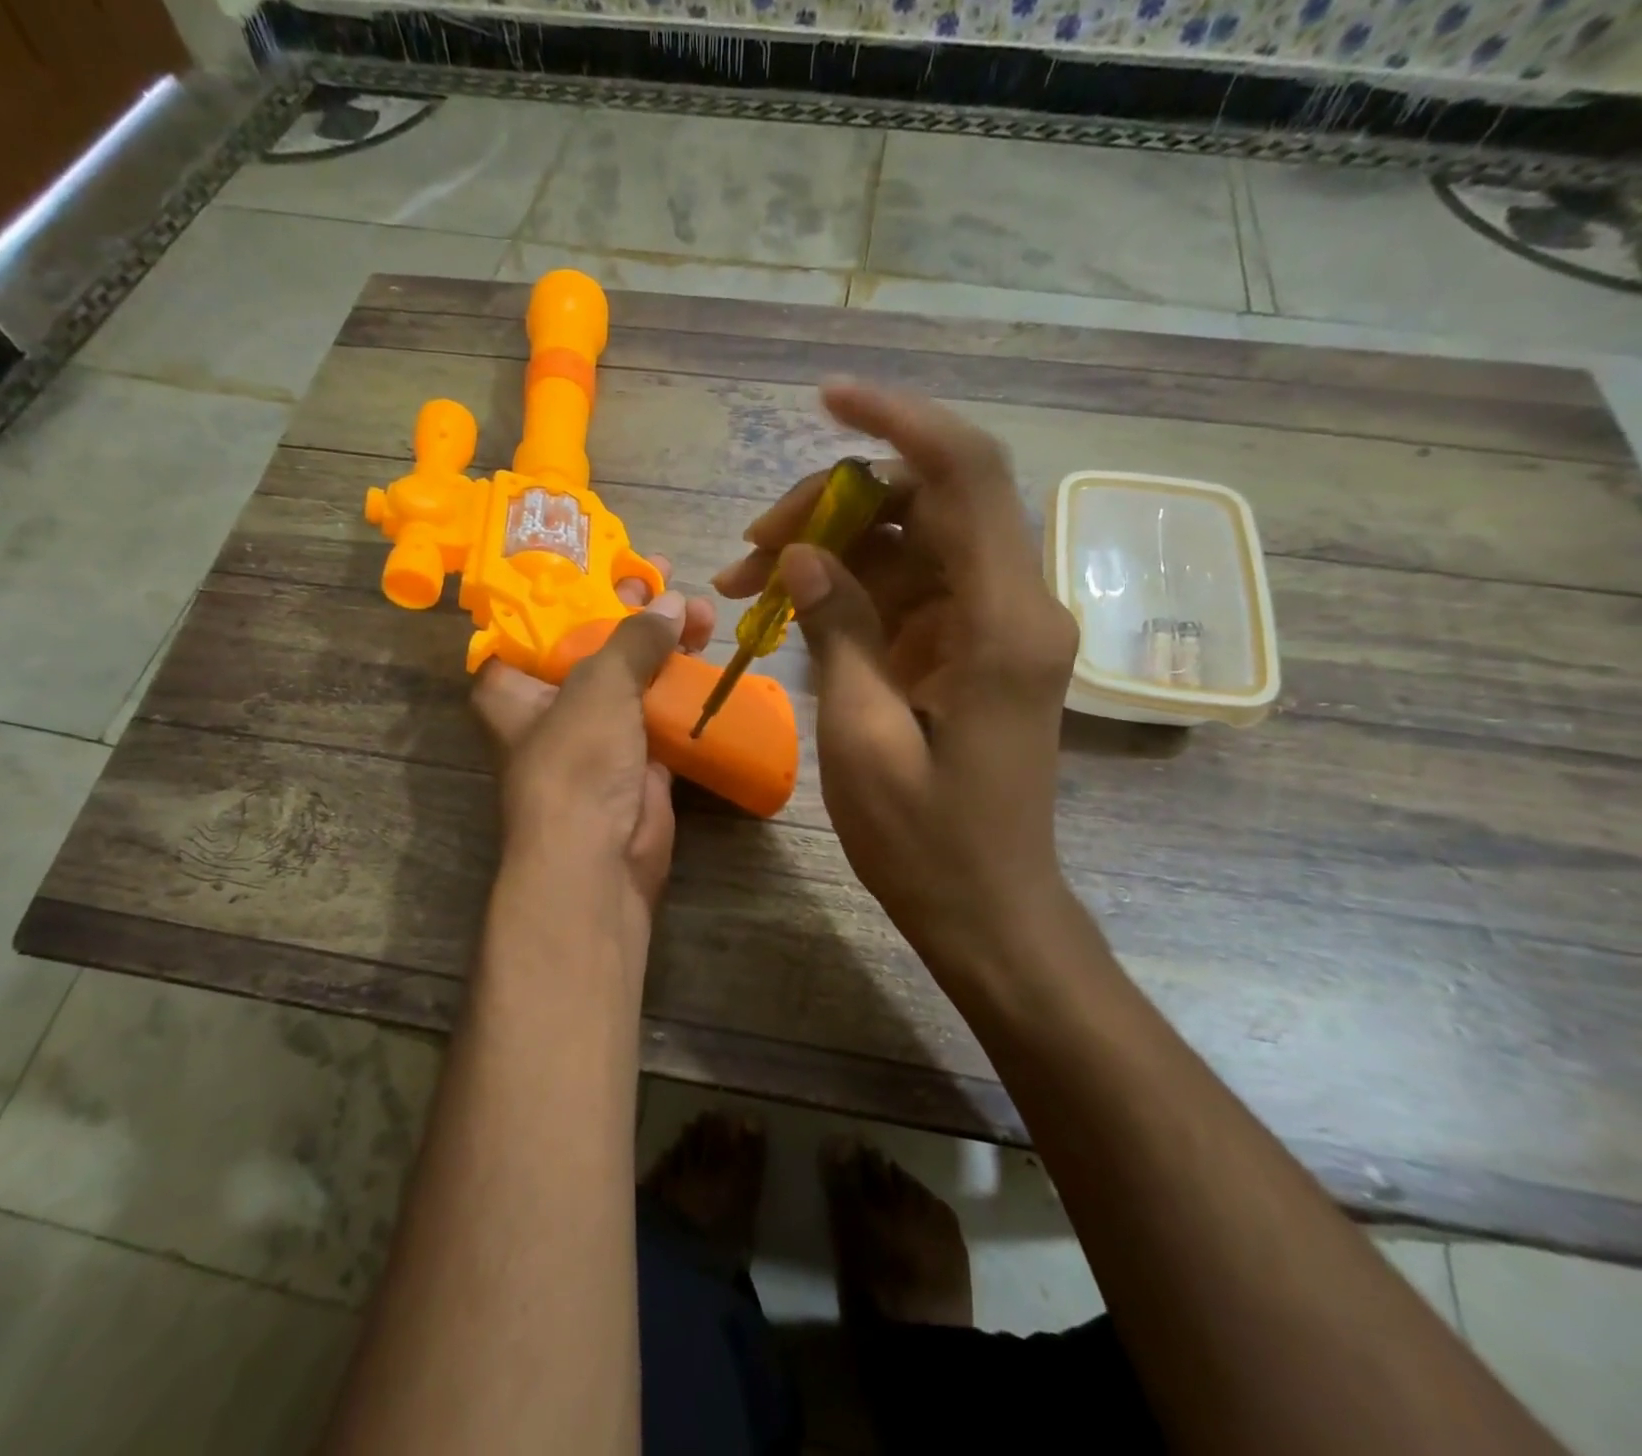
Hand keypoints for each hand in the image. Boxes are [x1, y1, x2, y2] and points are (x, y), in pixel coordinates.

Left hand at [472, 556, 715, 921]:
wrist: (600, 860)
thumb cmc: (576, 762)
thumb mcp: (598, 685)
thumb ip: (634, 639)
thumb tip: (674, 604)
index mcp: (512, 684)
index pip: (535, 621)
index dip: (572, 588)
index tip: (611, 560)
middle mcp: (549, 704)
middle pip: (591, 643)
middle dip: (631, 612)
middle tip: (667, 579)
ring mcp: (594, 732)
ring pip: (630, 676)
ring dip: (664, 646)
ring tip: (702, 613)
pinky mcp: (634, 757)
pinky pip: (658, 710)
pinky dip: (680, 687)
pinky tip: (707, 655)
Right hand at [713, 380, 1078, 983]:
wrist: (986, 908)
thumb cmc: (925, 842)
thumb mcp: (862, 737)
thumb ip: (839, 631)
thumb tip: (804, 555)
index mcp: (1004, 622)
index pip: (967, 476)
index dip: (899, 422)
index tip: (828, 400)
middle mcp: (1013, 605)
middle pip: (926, 503)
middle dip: (833, 507)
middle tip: (751, 549)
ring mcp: (992, 626)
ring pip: (909, 543)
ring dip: (830, 549)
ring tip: (746, 583)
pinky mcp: (969, 649)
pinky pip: (907, 589)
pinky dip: (847, 589)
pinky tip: (787, 611)